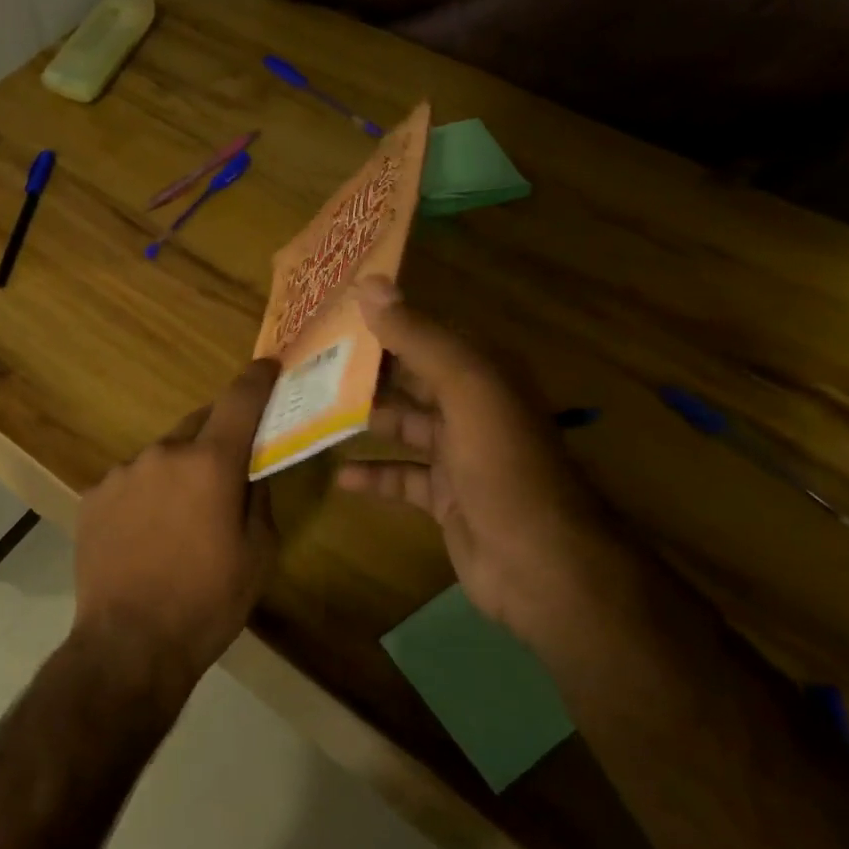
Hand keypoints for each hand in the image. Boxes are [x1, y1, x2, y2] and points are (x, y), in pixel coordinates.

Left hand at [73, 359, 281, 699]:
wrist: (129, 644)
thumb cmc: (207, 602)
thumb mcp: (258, 554)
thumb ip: (259, 498)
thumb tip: (253, 469)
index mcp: (210, 463)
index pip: (239, 400)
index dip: (257, 379)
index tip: (268, 366)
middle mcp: (163, 454)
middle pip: (197, 425)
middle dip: (216, 438)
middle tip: (225, 472)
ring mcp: (122, 473)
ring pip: (161, 456)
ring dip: (177, 472)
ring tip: (179, 519)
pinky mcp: (93, 495)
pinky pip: (130, 481)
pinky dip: (144, 494)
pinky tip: (144, 534)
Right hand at [337, 278, 605, 639]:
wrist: (540, 563)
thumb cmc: (502, 464)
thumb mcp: (465, 389)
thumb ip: (418, 338)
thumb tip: (370, 285)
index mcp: (483, 372)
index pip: (428, 333)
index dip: (385, 321)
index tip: (332, 315)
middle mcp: (473, 407)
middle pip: (411, 378)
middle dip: (365, 372)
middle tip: (308, 363)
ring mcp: (460, 454)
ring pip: (403, 426)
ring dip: (364, 420)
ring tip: (312, 412)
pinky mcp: (446, 497)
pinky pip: (402, 477)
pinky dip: (373, 475)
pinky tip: (338, 476)